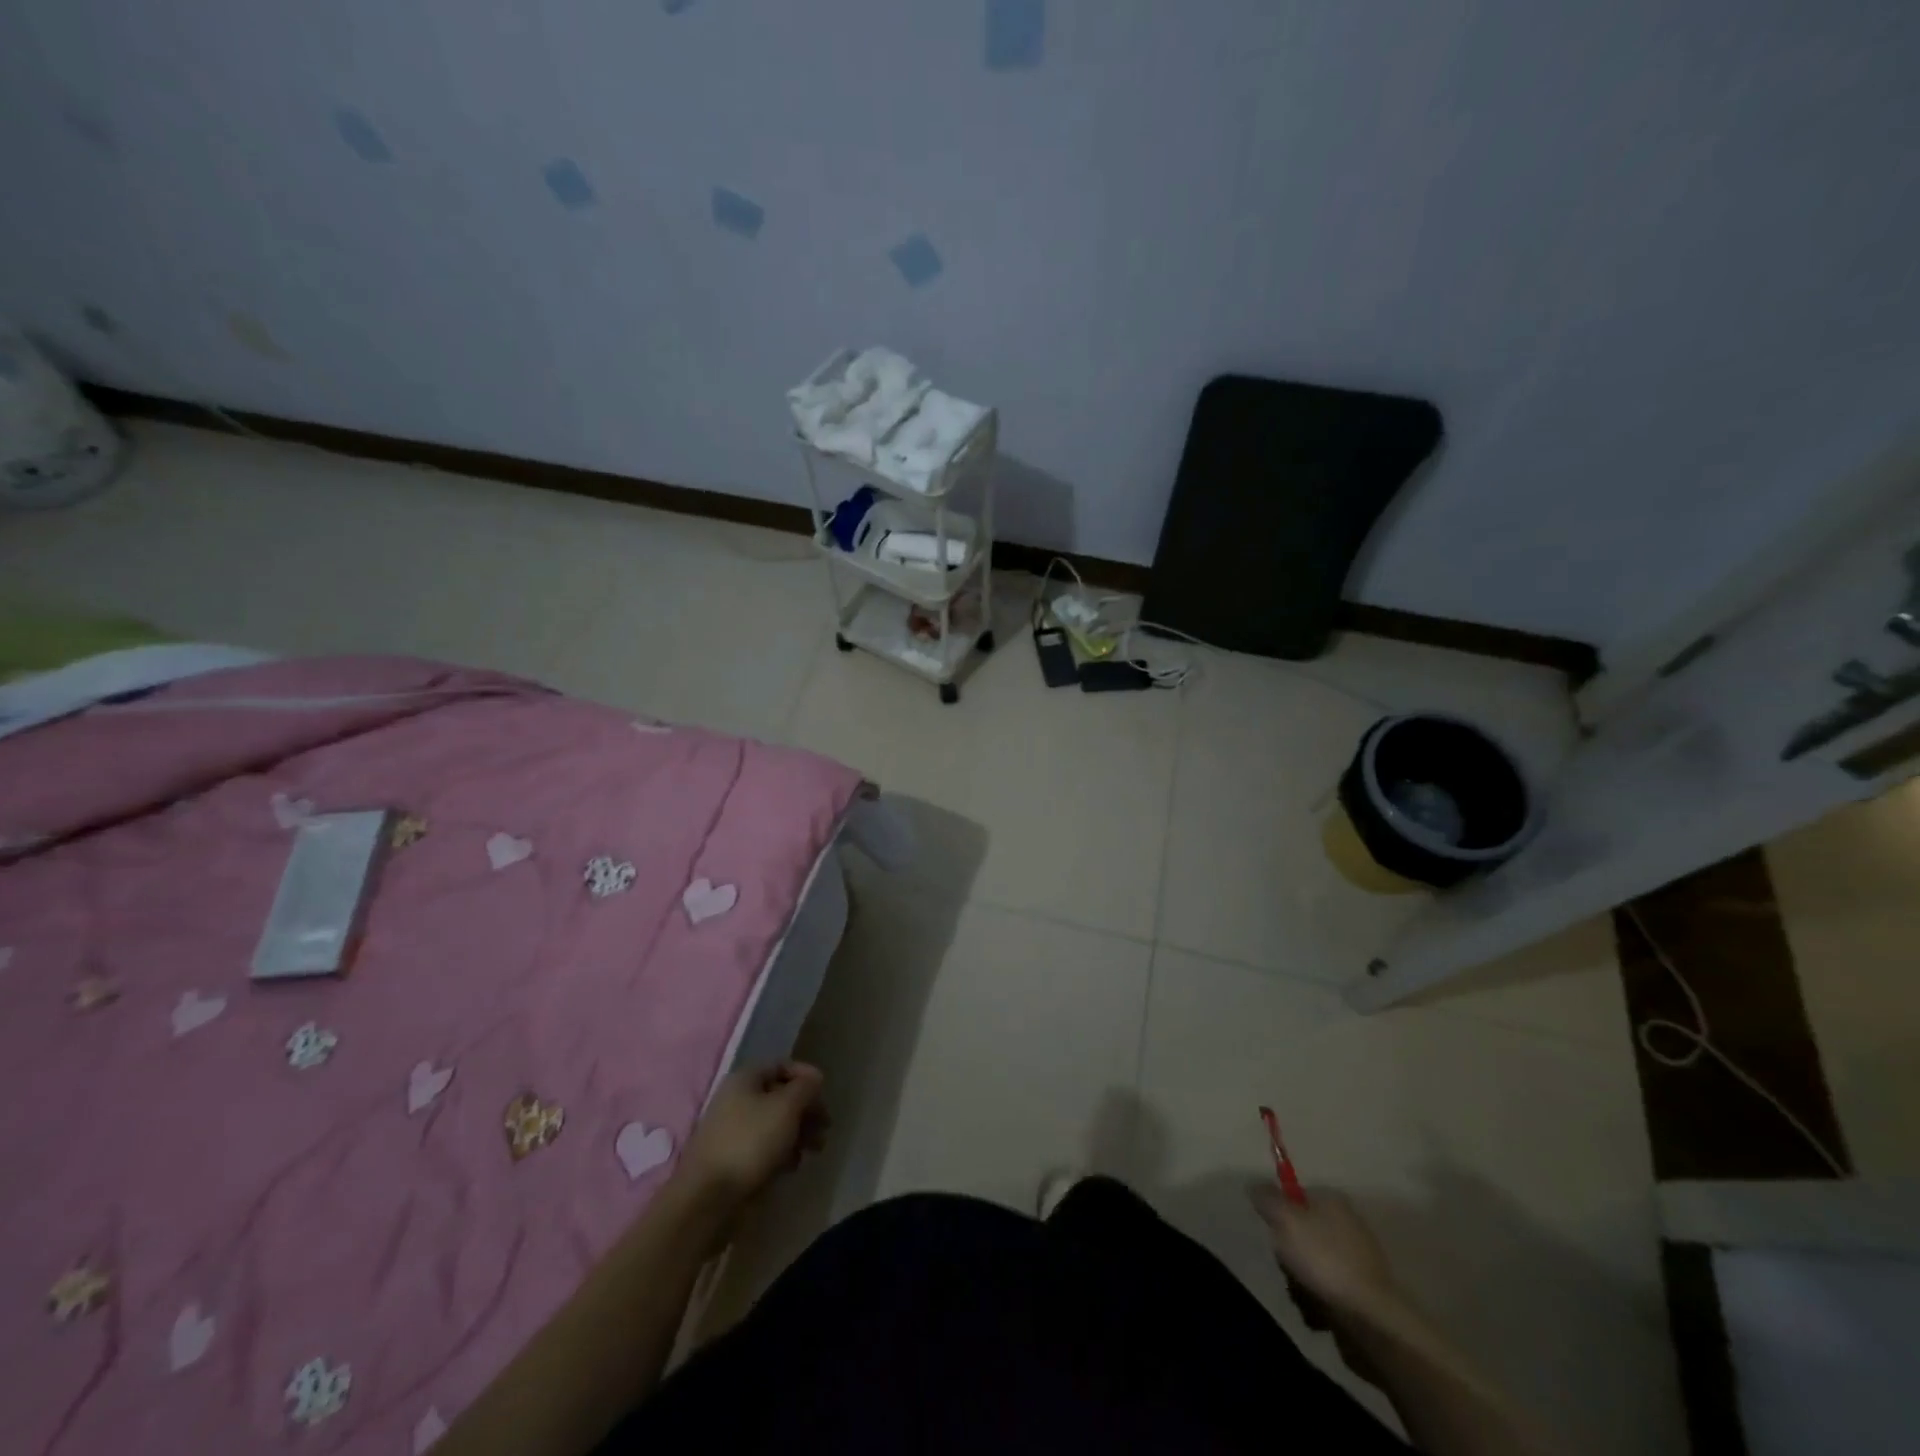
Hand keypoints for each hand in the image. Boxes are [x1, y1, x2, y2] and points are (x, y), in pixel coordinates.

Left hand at [681, 1062, 828, 1204]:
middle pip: (780, 1096)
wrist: (707, 1198)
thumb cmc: (750, 1142)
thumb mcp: (786, 1107)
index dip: (805, 1076)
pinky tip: (791, 1166)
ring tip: (815, 1150)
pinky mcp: (732, 1160)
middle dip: (806, 1110)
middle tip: (825, 1128)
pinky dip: (781, 1153)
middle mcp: (736, 1100)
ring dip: (798, 1133)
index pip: (782, 1066)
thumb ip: (805, 1088)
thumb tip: (814, 1078)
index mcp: (745, 1079)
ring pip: (774, 1124)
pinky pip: (763, 1148)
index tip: (824, 1093)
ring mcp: (732, 1131)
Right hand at [1248, 1185, 1402, 1318]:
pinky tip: (1318, 1313)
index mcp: (1333, 1202)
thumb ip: (1266, 1198)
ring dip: (1299, 1283)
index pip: (1295, 1196)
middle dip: (1288, 1254)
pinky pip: (1326, 1292)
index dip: (1280, 1213)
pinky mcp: (1361, 1295)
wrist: (1371, 1320)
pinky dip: (1317, 1303)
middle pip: (1301, 1234)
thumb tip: (1255, 1186)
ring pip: (1310, 1266)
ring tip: (1303, 1296)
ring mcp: (1357, 1263)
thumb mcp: (1285, 1219)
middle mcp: (1347, 1226)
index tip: (1274, 1232)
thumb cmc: (1324, 1260)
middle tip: (1287, 1267)